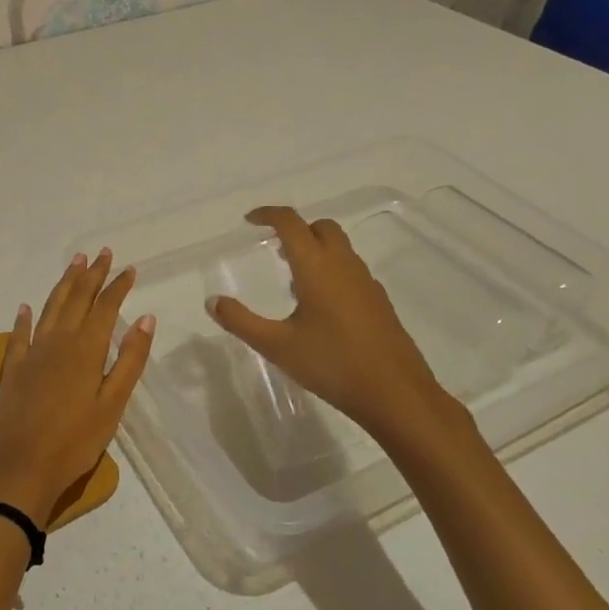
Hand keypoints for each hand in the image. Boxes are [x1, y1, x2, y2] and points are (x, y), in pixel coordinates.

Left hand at [0, 250, 154, 528]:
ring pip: (50, 308)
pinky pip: (19, 335)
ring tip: (74, 263)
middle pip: (76, 299)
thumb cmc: (75, 442)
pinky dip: (24, 318)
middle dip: (91, 275)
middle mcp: (58, 342)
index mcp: (86, 350)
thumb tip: (145, 318)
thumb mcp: (113, 404)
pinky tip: (25, 307)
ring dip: (63, 284)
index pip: (105, 308)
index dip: (118, 286)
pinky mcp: (13, 369)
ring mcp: (32, 353)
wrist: (21, 468)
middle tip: (102, 253)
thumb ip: (129, 359)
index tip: (129, 268)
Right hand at [206, 206, 461, 443]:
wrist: (396, 394)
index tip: (250, 220)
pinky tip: (322, 307)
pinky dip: (332, 271)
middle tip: (275, 249)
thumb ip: (241, 321)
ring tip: (294, 279)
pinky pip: (352, 271)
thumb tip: (212, 301)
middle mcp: (344, 265)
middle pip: (321, 227)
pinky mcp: (380, 302)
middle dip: (297, 229)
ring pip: (340, 248)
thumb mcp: (277, 346)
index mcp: (317, 267)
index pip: (291, 223)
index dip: (268, 214)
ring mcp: (366, 283)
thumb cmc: (333, 364)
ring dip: (316, 249)